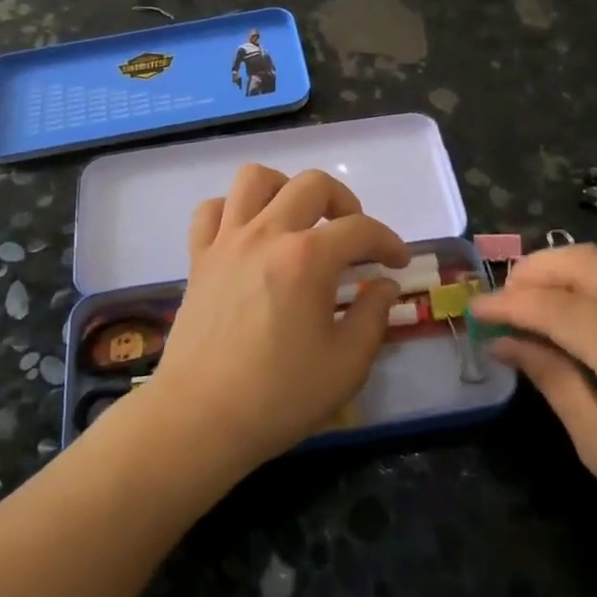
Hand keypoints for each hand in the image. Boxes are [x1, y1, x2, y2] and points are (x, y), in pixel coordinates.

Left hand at [143, 164, 408, 476]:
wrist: (200, 418)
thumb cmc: (279, 396)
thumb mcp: (347, 365)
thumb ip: (373, 316)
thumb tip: (384, 285)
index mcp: (308, 258)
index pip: (361, 229)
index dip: (388, 241)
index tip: (398, 263)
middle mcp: (267, 234)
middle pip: (312, 185)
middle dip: (345, 202)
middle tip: (353, 237)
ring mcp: (227, 241)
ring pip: (255, 178)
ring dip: (285, 189)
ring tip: (298, 221)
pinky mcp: (199, 258)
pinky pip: (212, 210)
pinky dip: (234, 210)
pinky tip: (249, 235)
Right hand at [471, 243, 596, 592]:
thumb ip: (550, 377)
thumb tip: (500, 338)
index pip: (561, 308)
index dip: (510, 303)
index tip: (475, 309)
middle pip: (587, 263)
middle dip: (533, 271)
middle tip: (500, 300)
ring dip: (559, 272)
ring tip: (525, 302)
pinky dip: (587, 284)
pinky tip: (566, 309)